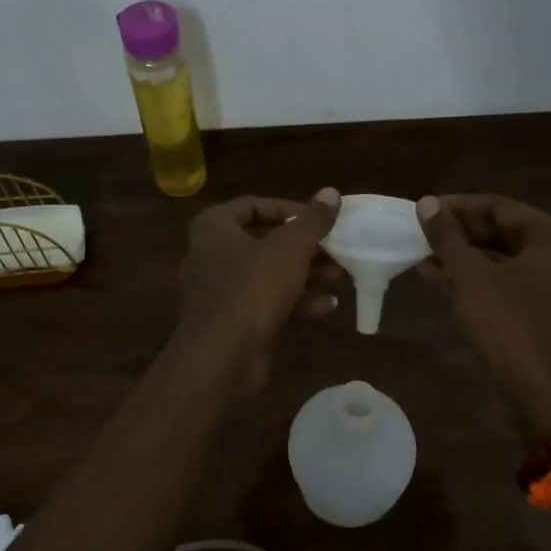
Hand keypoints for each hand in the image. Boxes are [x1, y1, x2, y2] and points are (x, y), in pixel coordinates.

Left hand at [177, 189, 342, 394]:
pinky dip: (295, 301)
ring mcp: (220, 291)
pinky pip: (266, 302)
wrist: (222, 358)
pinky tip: (327, 305)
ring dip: (305, 274)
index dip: (290, 208)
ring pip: (269, 274)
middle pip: (265, 241)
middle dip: (305, 247)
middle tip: (336, 250)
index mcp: (214, 227)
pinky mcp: (232, 321)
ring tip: (339, 277)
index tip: (320, 219)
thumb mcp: (290, 248)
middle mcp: (211, 254)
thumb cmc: (252, 288)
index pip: (254, 205)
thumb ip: (313, 220)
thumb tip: (331, 192)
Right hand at [418, 193, 550, 437]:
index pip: (497, 206)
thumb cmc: (508, 322)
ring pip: (497, 259)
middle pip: (499, 231)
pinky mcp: (538, 311)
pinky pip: (501, 283)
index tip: (423, 211)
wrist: (541, 391)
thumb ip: (447, 236)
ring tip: (420, 258)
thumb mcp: (470, 274)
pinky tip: (438, 280)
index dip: (457, 207)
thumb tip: (426, 203)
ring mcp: (549, 285)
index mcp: (550, 235)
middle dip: (457, 234)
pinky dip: (472, 280)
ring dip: (460, 258)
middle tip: (420, 235)